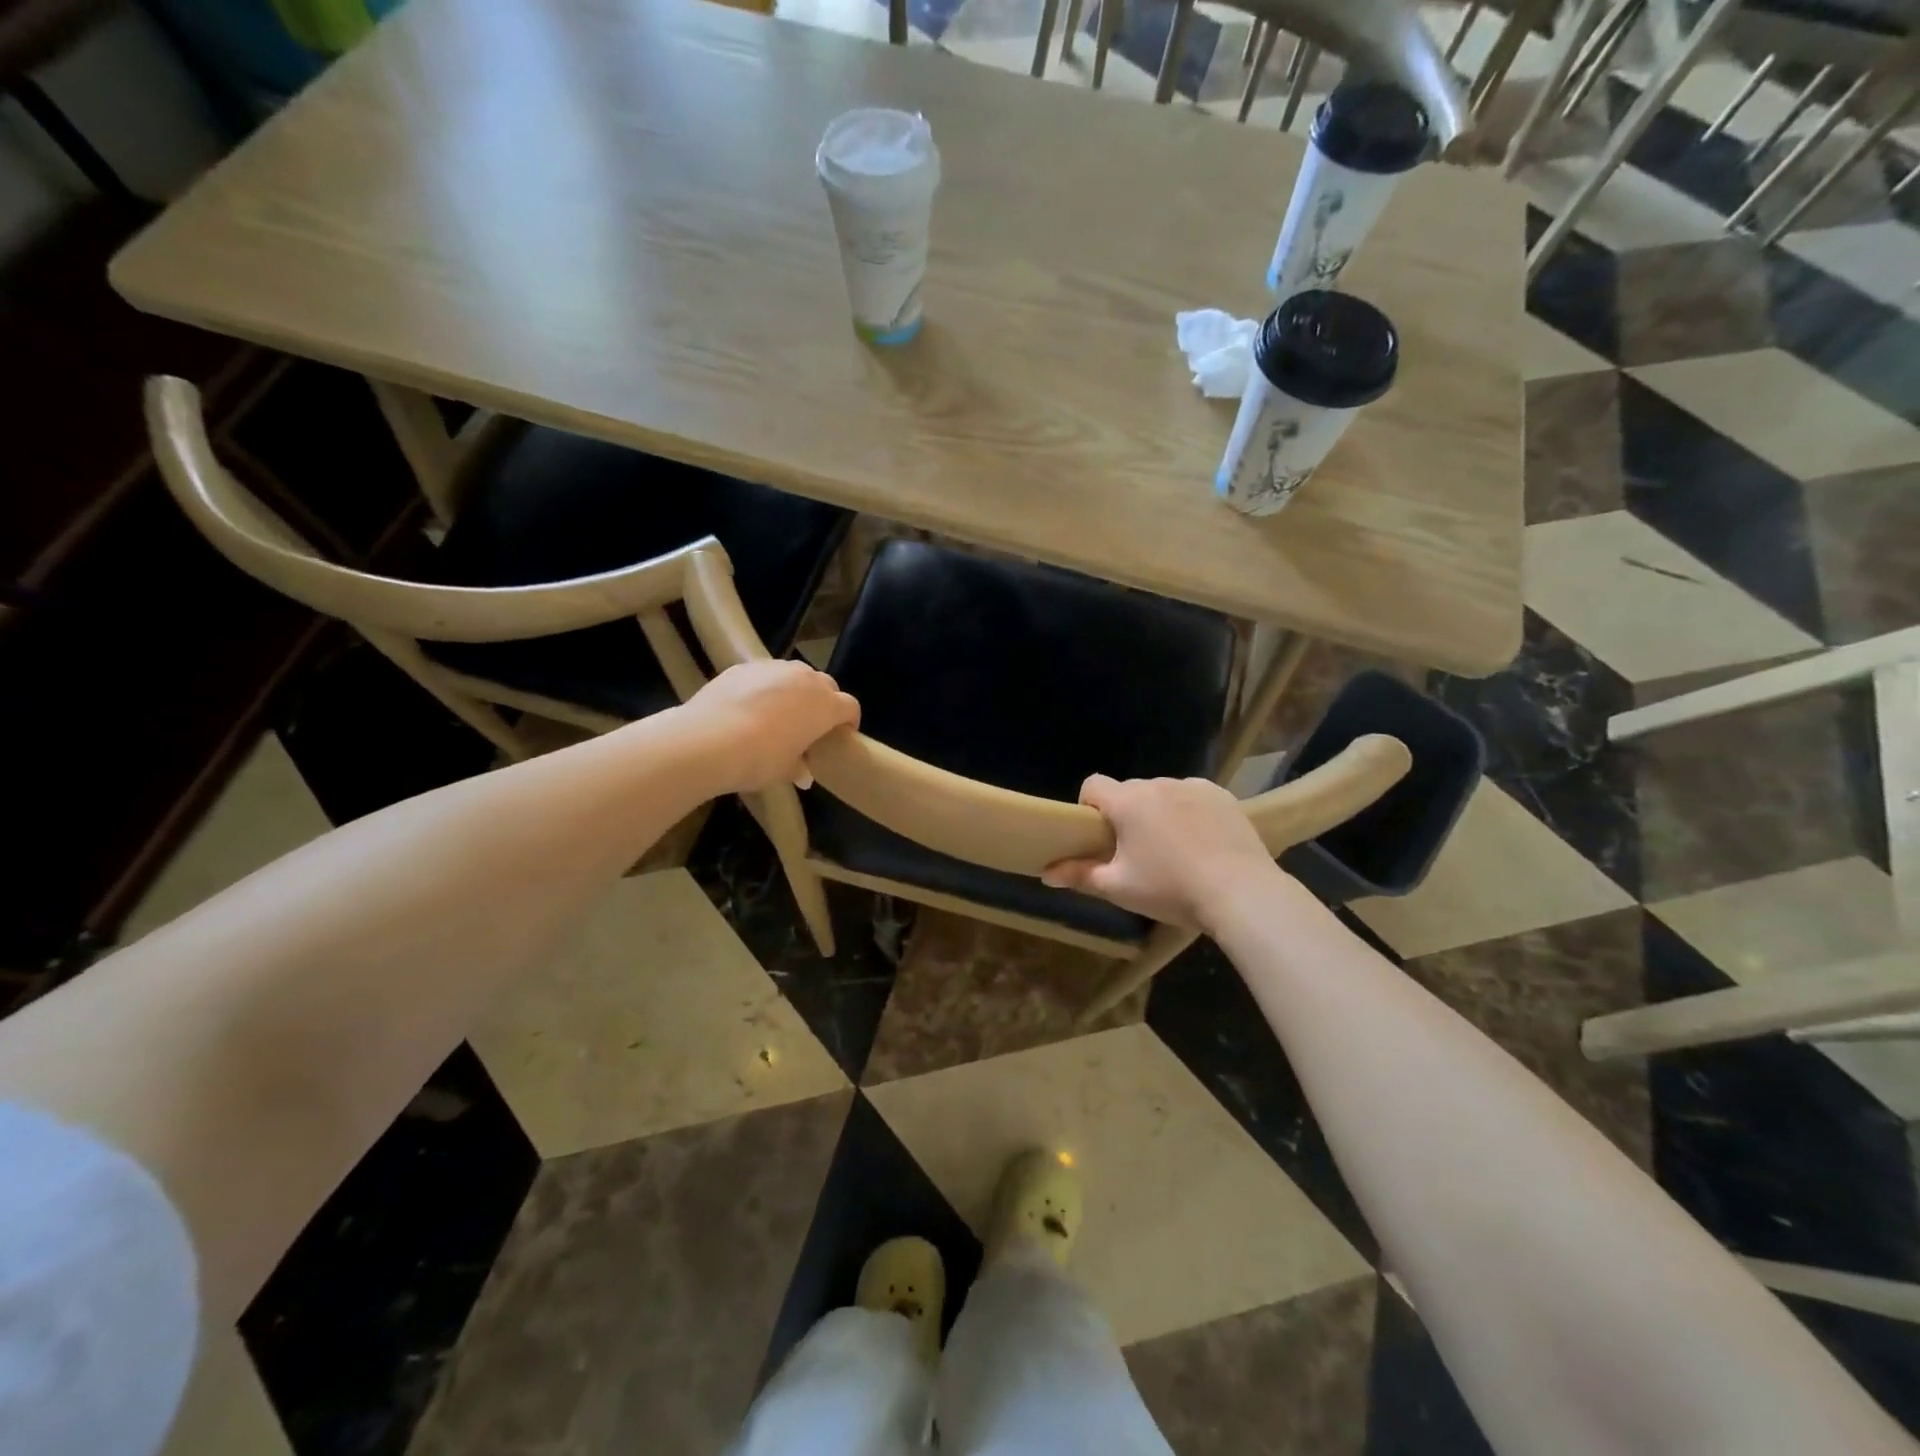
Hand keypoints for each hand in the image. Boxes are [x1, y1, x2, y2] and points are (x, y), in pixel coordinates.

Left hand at [684, 659, 859, 792]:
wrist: (708, 740)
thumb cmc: (759, 759)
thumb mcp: (784, 770)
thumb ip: (799, 768)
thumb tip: (803, 774)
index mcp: (825, 705)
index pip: (850, 707)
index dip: (849, 722)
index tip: (840, 736)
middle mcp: (805, 679)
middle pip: (826, 685)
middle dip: (824, 702)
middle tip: (811, 724)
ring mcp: (774, 668)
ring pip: (796, 675)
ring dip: (796, 690)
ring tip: (780, 712)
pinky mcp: (744, 666)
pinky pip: (766, 674)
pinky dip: (766, 687)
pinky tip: (750, 706)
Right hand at [1042, 775, 1279, 928]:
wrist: (1241, 892)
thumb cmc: (1171, 889)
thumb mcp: (1119, 887)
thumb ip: (1080, 875)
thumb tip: (1046, 873)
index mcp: (1128, 802)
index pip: (1093, 784)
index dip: (1088, 806)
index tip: (1098, 835)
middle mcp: (1158, 784)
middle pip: (1129, 790)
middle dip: (1126, 813)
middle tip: (1135, 851)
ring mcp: (1194, 786)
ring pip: (1162, 793)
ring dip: (1158, 812)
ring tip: (1174, 849)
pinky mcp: (1222, 795)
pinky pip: (1193, 797)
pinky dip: (1189, 812)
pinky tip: (1202, 842)